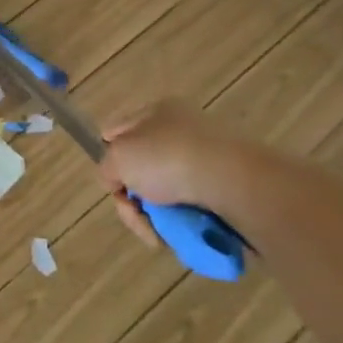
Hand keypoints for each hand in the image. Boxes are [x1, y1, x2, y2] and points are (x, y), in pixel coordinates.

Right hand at [99, 99, 245, 247]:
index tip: (112, 184)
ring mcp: (210, 160)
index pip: (118, 131)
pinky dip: (186, 223)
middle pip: (143, 168)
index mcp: (157, 111)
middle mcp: (184, 130)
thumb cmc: (169, 159)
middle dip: (135, 197)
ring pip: (168, 194)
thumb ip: (106, 168)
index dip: (109, 156)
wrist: (235, 184)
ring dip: (159, 216)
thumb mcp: (118, 159)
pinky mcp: (230, 189)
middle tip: (137, 214)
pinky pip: (195, 209)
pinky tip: (185, 232)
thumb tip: (116, 181)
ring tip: (162, 231)